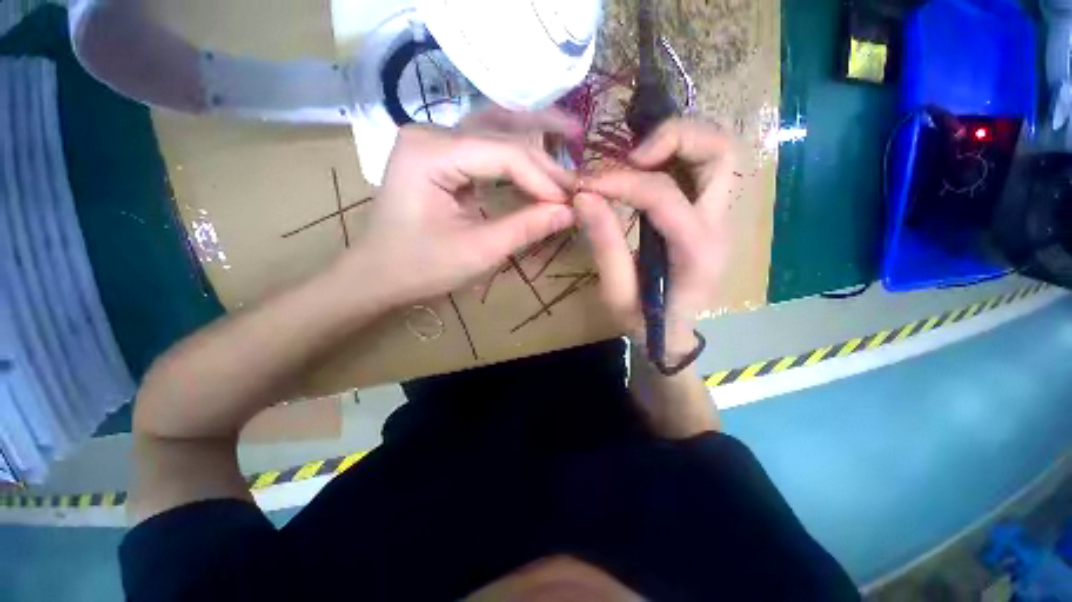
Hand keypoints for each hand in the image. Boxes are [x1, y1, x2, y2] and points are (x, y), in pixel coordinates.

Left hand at [345, 113, 578, 305]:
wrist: (379, 273)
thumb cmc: (421, 267)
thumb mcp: (478, 251)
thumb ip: (525, 228)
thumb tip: (570, 212)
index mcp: (430, 153)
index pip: (504, 154)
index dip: (543, 179)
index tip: (571, 204)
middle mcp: (431, 132)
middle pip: (502, 135)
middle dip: (543, 160)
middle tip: (577, 181)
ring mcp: (434, 140)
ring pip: (495, 129)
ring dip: (534, 135)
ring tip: (571, 135)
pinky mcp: (441, 154)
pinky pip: (485, 144)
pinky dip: (516, 150)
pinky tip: (540, 150)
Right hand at [576, 119, 734, 360]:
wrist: (671, 334)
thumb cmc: (644, 322)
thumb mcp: (616, 293)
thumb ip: (604, 246)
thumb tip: (584, 197)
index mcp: (696, 253)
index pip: (664, 195)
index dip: (621, 181)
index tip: (586, 184)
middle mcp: (719, 227)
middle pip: (720, 154)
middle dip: (675, 138)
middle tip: (631, 154)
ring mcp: (721, 219)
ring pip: (719, 153)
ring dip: (679, 141)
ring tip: (636, 156)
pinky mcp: (711, 216)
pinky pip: (704, 168)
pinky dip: (677, 155)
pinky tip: (646, 167)